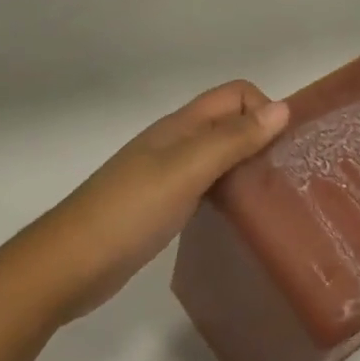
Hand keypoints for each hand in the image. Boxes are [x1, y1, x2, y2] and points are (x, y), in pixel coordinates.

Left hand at [32, 80, 288, 320]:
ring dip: (249, 166)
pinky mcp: (165, 206)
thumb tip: (283, 109)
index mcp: (181, 126)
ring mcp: (169, 175)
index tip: (286, 149)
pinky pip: (209, 186)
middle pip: (231, 124)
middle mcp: (177, 143)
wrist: (68, 265)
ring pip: (221, 156)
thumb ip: (232, 139)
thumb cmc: (129, 212)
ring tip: (276, 197)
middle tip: (291, 176)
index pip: (235, 95)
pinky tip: (243, 216)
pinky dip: (231, 192)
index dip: (265, 110)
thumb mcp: (186, 170)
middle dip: (263, 138)